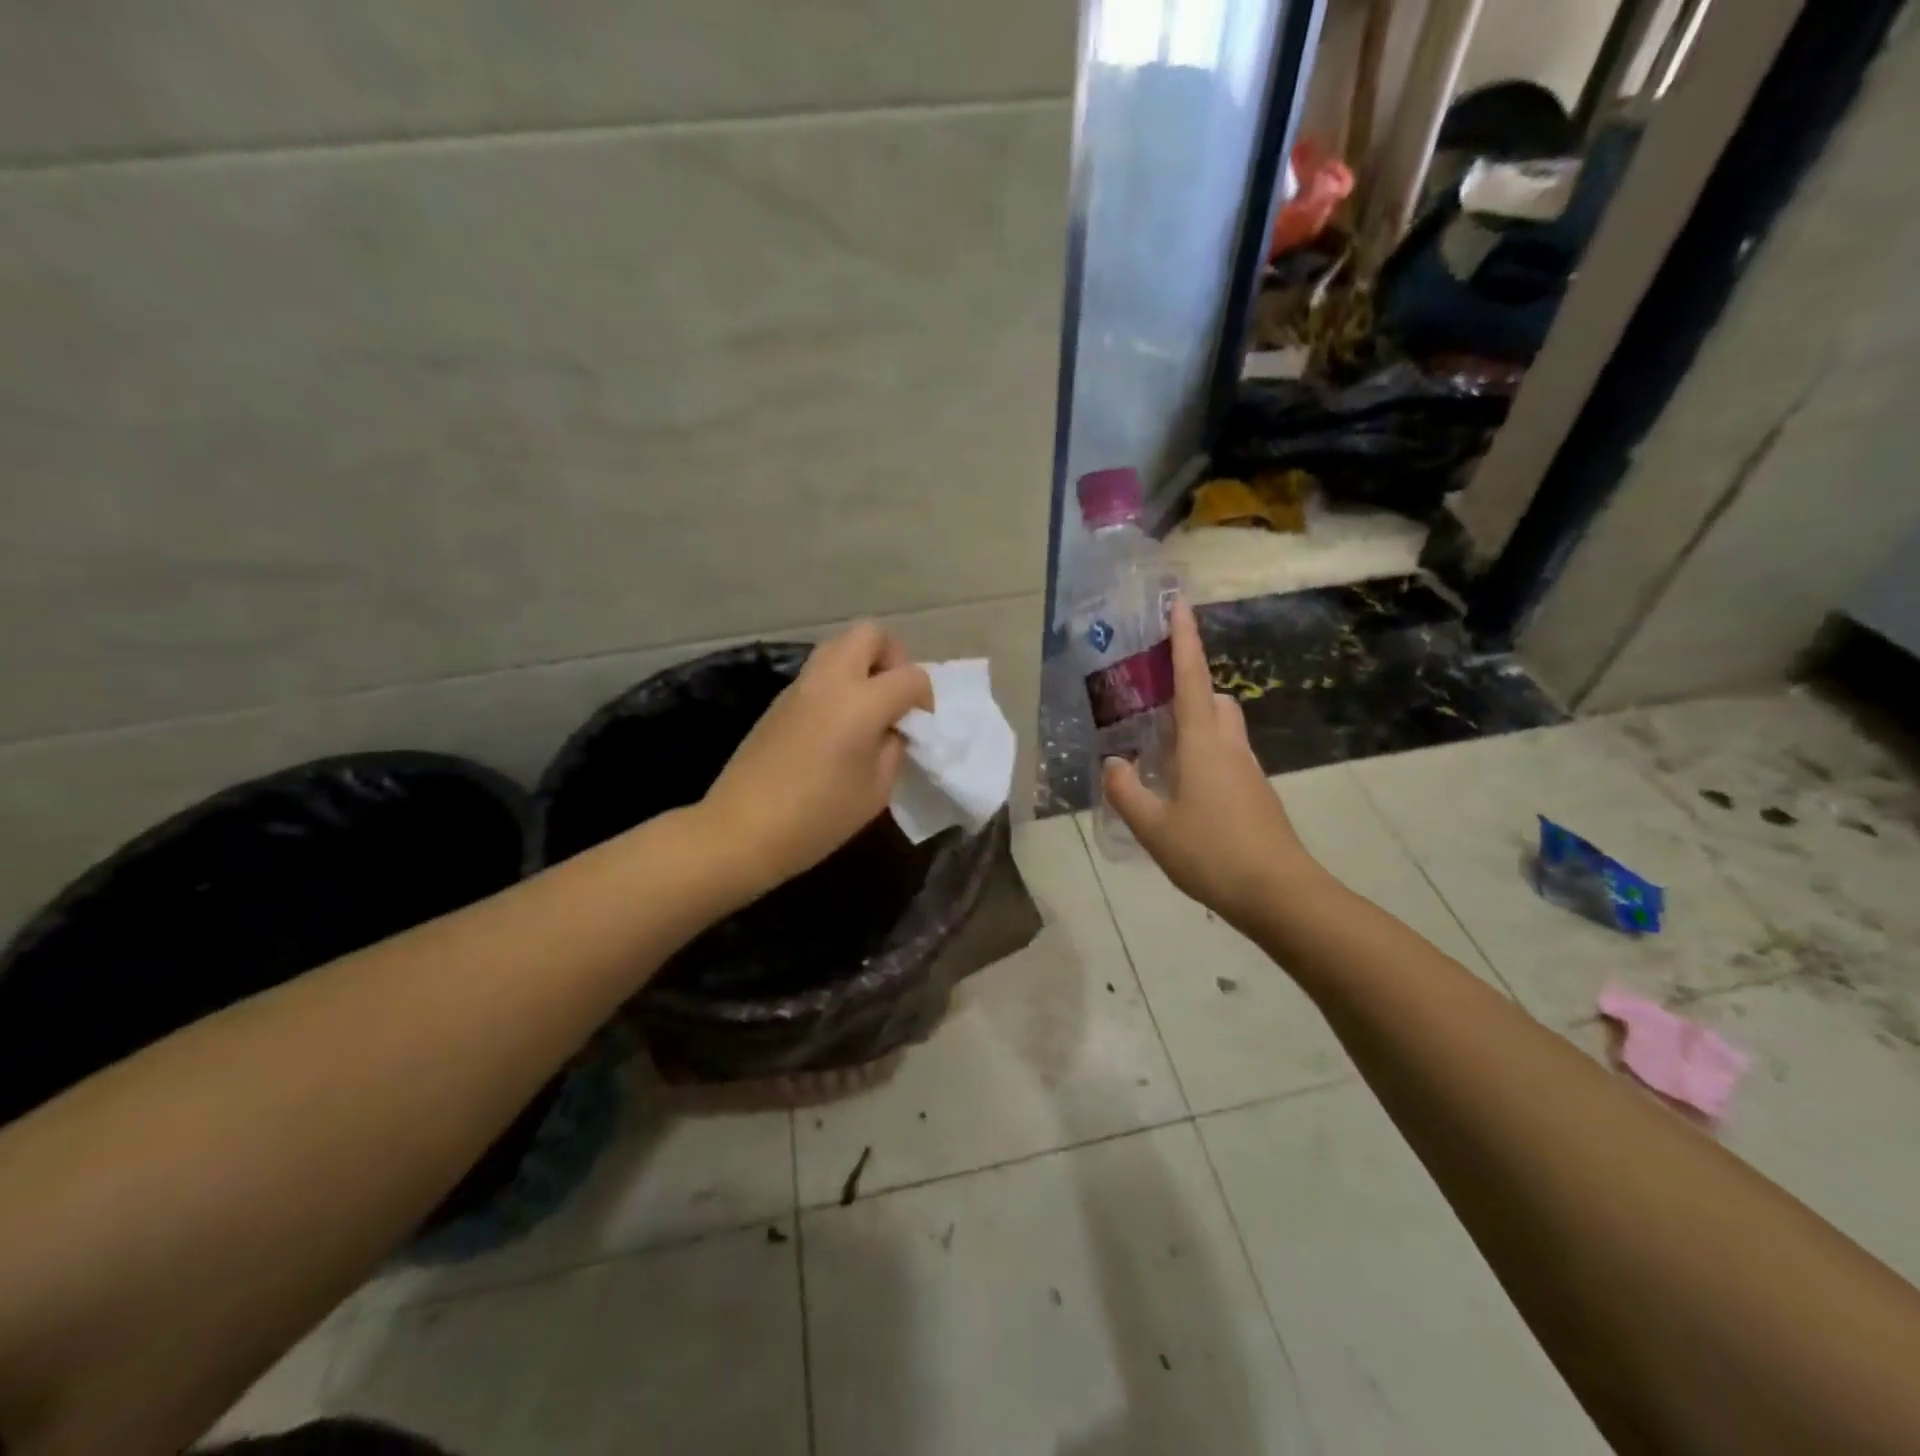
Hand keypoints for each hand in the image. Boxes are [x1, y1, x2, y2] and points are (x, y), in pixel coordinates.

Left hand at [700, 623, 932, 896]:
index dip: (925, 698)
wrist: (741, 830)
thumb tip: (892, 729)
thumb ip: (893, 748)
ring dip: (862, 666)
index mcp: (861, 702)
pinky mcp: (779, 700)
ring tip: (867, 711)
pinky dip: (838, 684)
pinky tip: (836, 727)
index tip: (919, 727)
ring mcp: (800, 686)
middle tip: (893, 699)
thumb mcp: (876, 790)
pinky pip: (819, 672)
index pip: (911, 676)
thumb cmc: (818, 817)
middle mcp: (831, 680)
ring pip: (840, 646)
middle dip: (892, 658)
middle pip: (870, 634)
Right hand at [1102, 598, 1317, 930]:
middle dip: (1187, 688)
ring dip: (1193, 725)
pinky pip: (1225, 757)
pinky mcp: (1255, 793)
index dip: (1184, 640)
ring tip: (1157, 751)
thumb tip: (1114, 764)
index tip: (1180, 605)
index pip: (1190, 678)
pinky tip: (1180, 789)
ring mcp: (1247, 770)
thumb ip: (1126, 791)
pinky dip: (1202, 756)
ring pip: (1220, 729)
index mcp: (1202, 742)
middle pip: (1211, 699)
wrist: (1278, 893)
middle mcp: (1229, 746)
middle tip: (1151, 702)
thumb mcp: (1152, 826)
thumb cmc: (1211, 852)